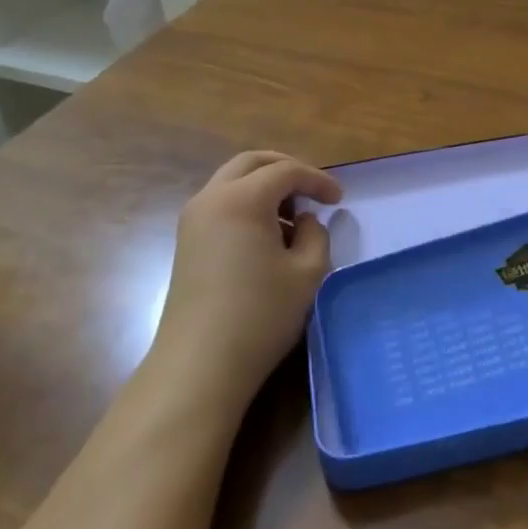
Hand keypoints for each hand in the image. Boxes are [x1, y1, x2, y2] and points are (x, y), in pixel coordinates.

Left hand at [148, 150, 342, 416]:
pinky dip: (248, 203)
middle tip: (313, 190)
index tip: (340, 199)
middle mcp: (211, 198)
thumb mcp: (308, 272)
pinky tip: (267, 235)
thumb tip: (304, 221)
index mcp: (242, 199)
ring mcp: (193, 220)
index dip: (317, 180)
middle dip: (287, 169)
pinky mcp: (187, 243)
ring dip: (265, 186)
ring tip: (293, 216)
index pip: (286, 171)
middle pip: (252, 163)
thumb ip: (315, 234)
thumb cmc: (260, 315)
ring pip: (233, 181)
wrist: (199, 365)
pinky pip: (221, 203)